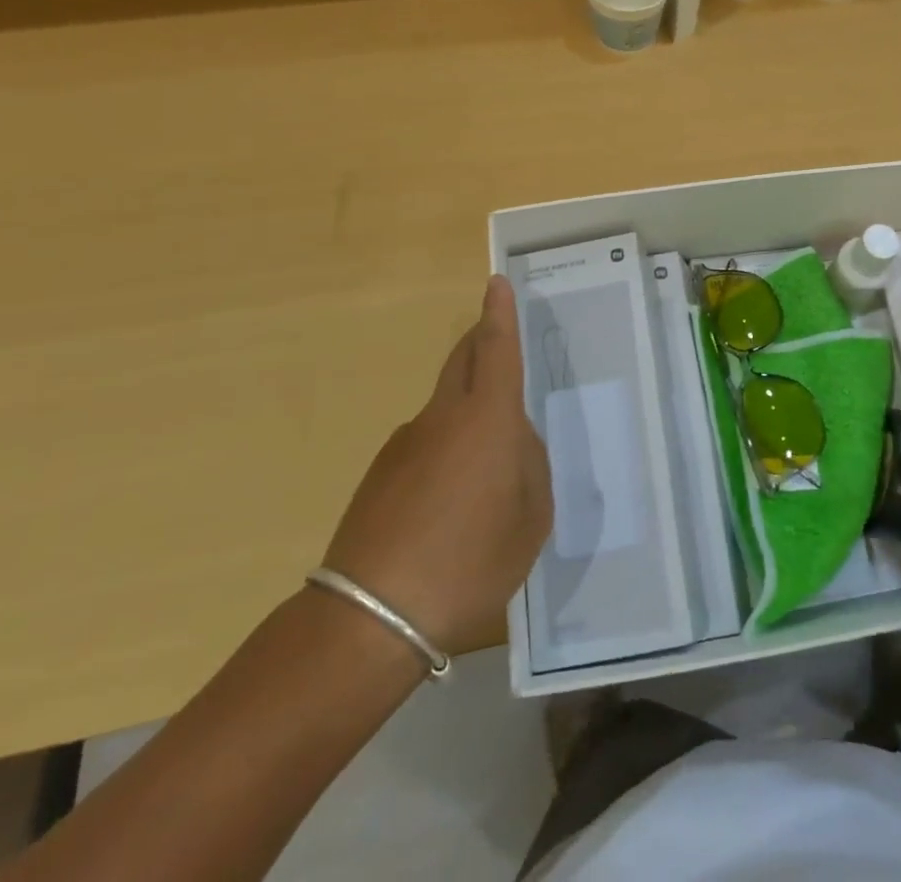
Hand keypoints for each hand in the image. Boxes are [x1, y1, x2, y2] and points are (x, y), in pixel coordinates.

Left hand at [323, 275, 550, 654]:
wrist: (371, 616)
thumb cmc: (470, 561)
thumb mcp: (530, 519)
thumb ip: (530, 467)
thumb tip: (512, 442)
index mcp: (487, 419)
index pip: (495, 350)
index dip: (499, 314)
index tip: (496, 283)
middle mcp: (443, 417)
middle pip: (462, 361)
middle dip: (480, 341)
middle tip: (498, 339)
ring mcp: (405, 443)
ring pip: (444, 406)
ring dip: (467, 409)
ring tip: (487, 465)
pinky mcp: (380, 474)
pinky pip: (425, 443)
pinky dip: (446, 450)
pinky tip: (450, 502)